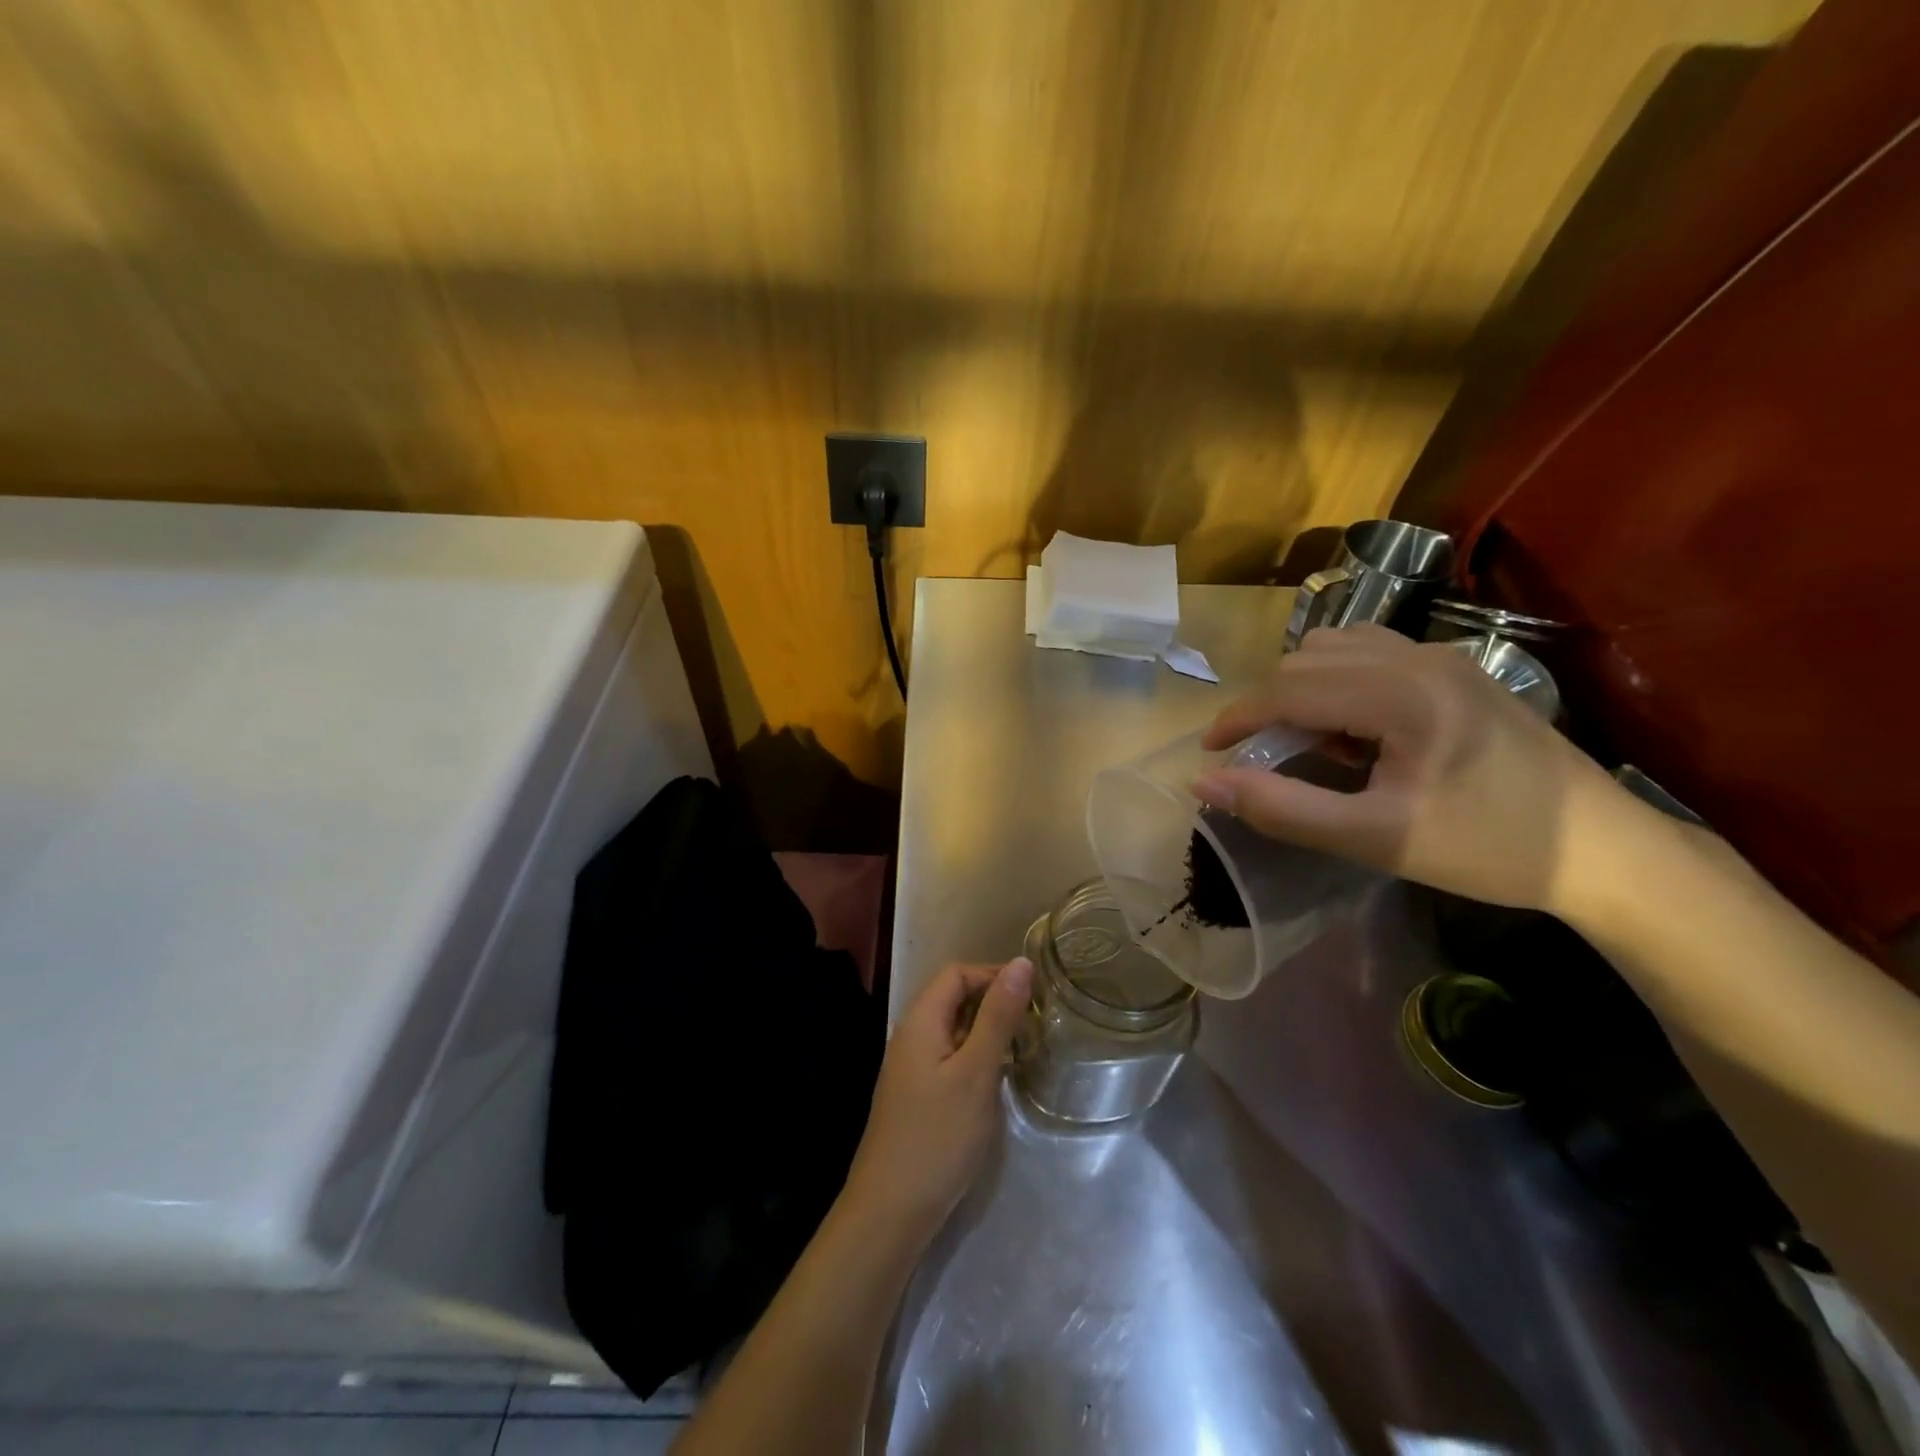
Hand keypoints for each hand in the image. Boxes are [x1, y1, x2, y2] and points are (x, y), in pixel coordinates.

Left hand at [840, 957, 1033, 1244]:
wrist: (891, 1211)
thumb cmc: (938, 1136)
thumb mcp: (976, 1072)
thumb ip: (998, 1016)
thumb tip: (1021, 962)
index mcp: (921, 1021)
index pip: (956, 973)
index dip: (994, 974)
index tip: (1034, 994)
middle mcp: (911, 1036)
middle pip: (953, 997)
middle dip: (994, 1000)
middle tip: (1036, 1021)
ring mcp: (912, 1067)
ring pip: (954, 1028)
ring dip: (988, 1029)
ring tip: (1025, 1045)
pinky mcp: (917, 1094)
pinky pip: (950, 1056)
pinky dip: (977, 1055)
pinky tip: (999, 1077)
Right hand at [1192, 623, 1629, 914]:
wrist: (1602, 850)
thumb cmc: (1486, 848)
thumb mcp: (1374, 839)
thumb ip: (1282, 808)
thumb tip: (1205, 783)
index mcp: (1402, 695)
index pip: (1289, 688)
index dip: (1238, 718)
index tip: (1208, 752)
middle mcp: (1419, 658)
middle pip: (1306, 662)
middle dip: (1270, 708)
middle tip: (1268, 762)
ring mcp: (1442, 656)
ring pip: (1335, 648)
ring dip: (1304, 690)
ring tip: (1313, 745)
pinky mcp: (1456, 668)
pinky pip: (1370, 653)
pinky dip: (1338, 681)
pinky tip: (1354, 726)